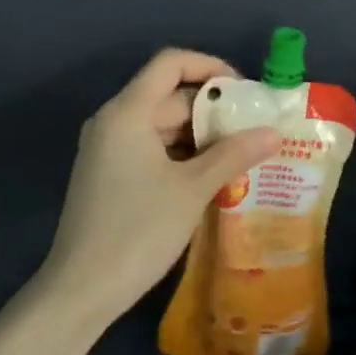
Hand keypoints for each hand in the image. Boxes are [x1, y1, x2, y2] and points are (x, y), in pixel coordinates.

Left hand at [42, 49, 280, 321]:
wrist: (81, 291)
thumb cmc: (138, 230)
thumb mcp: (193, 189)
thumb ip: (234, 153)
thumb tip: (274, 132)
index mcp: (127, 113)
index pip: (170, 63)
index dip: (210, 66)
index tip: (244, 91)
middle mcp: (113, 122)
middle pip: (169, 95)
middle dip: (213, 109)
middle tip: (254, 129)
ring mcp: (108, 149)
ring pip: (163, 125)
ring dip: (202, 135)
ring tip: (242, 154)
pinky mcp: (110, 174)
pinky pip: (152, 148)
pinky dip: (183, 154)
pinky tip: (213, 176)